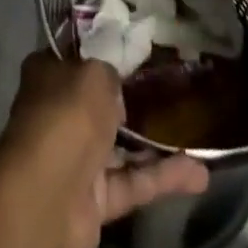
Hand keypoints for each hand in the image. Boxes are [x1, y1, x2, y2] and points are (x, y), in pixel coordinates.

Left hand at [0, 53, 209, 247]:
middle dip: (130, 99)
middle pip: (99, 103)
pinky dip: (164, 178)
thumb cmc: (66, 114)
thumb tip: (115, 89)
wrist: (48, 194)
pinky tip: (199, 172)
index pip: (76, 57)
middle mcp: (60, 113)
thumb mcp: (94, 73)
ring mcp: (77, 158)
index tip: (132, 48)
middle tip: (169, 87)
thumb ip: (110, 74)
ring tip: (194, 130)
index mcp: (48, 74)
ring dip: (156, 143)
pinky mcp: (96, 199)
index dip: (102, 52)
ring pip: (122, 146)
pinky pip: (134, 182)